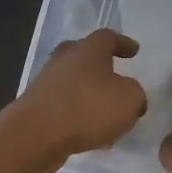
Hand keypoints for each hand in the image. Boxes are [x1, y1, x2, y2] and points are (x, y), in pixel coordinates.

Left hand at [3, 29, 147, 169]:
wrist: (35, 134)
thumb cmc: (88, 107)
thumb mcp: (129, 99)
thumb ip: (135, 94)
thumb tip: (130, 96)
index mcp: (88, 49)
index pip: (108, 37)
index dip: (123, 43)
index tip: (134, 51)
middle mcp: (64, 60)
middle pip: (84, 56)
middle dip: (101, 67)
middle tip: (115, 77)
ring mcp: (46, 83)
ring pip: (74, 83)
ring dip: (90, 95)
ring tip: (108, 115)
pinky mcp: (36, 107)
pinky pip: (64, 107)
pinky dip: (78, 116)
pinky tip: (91, 135)